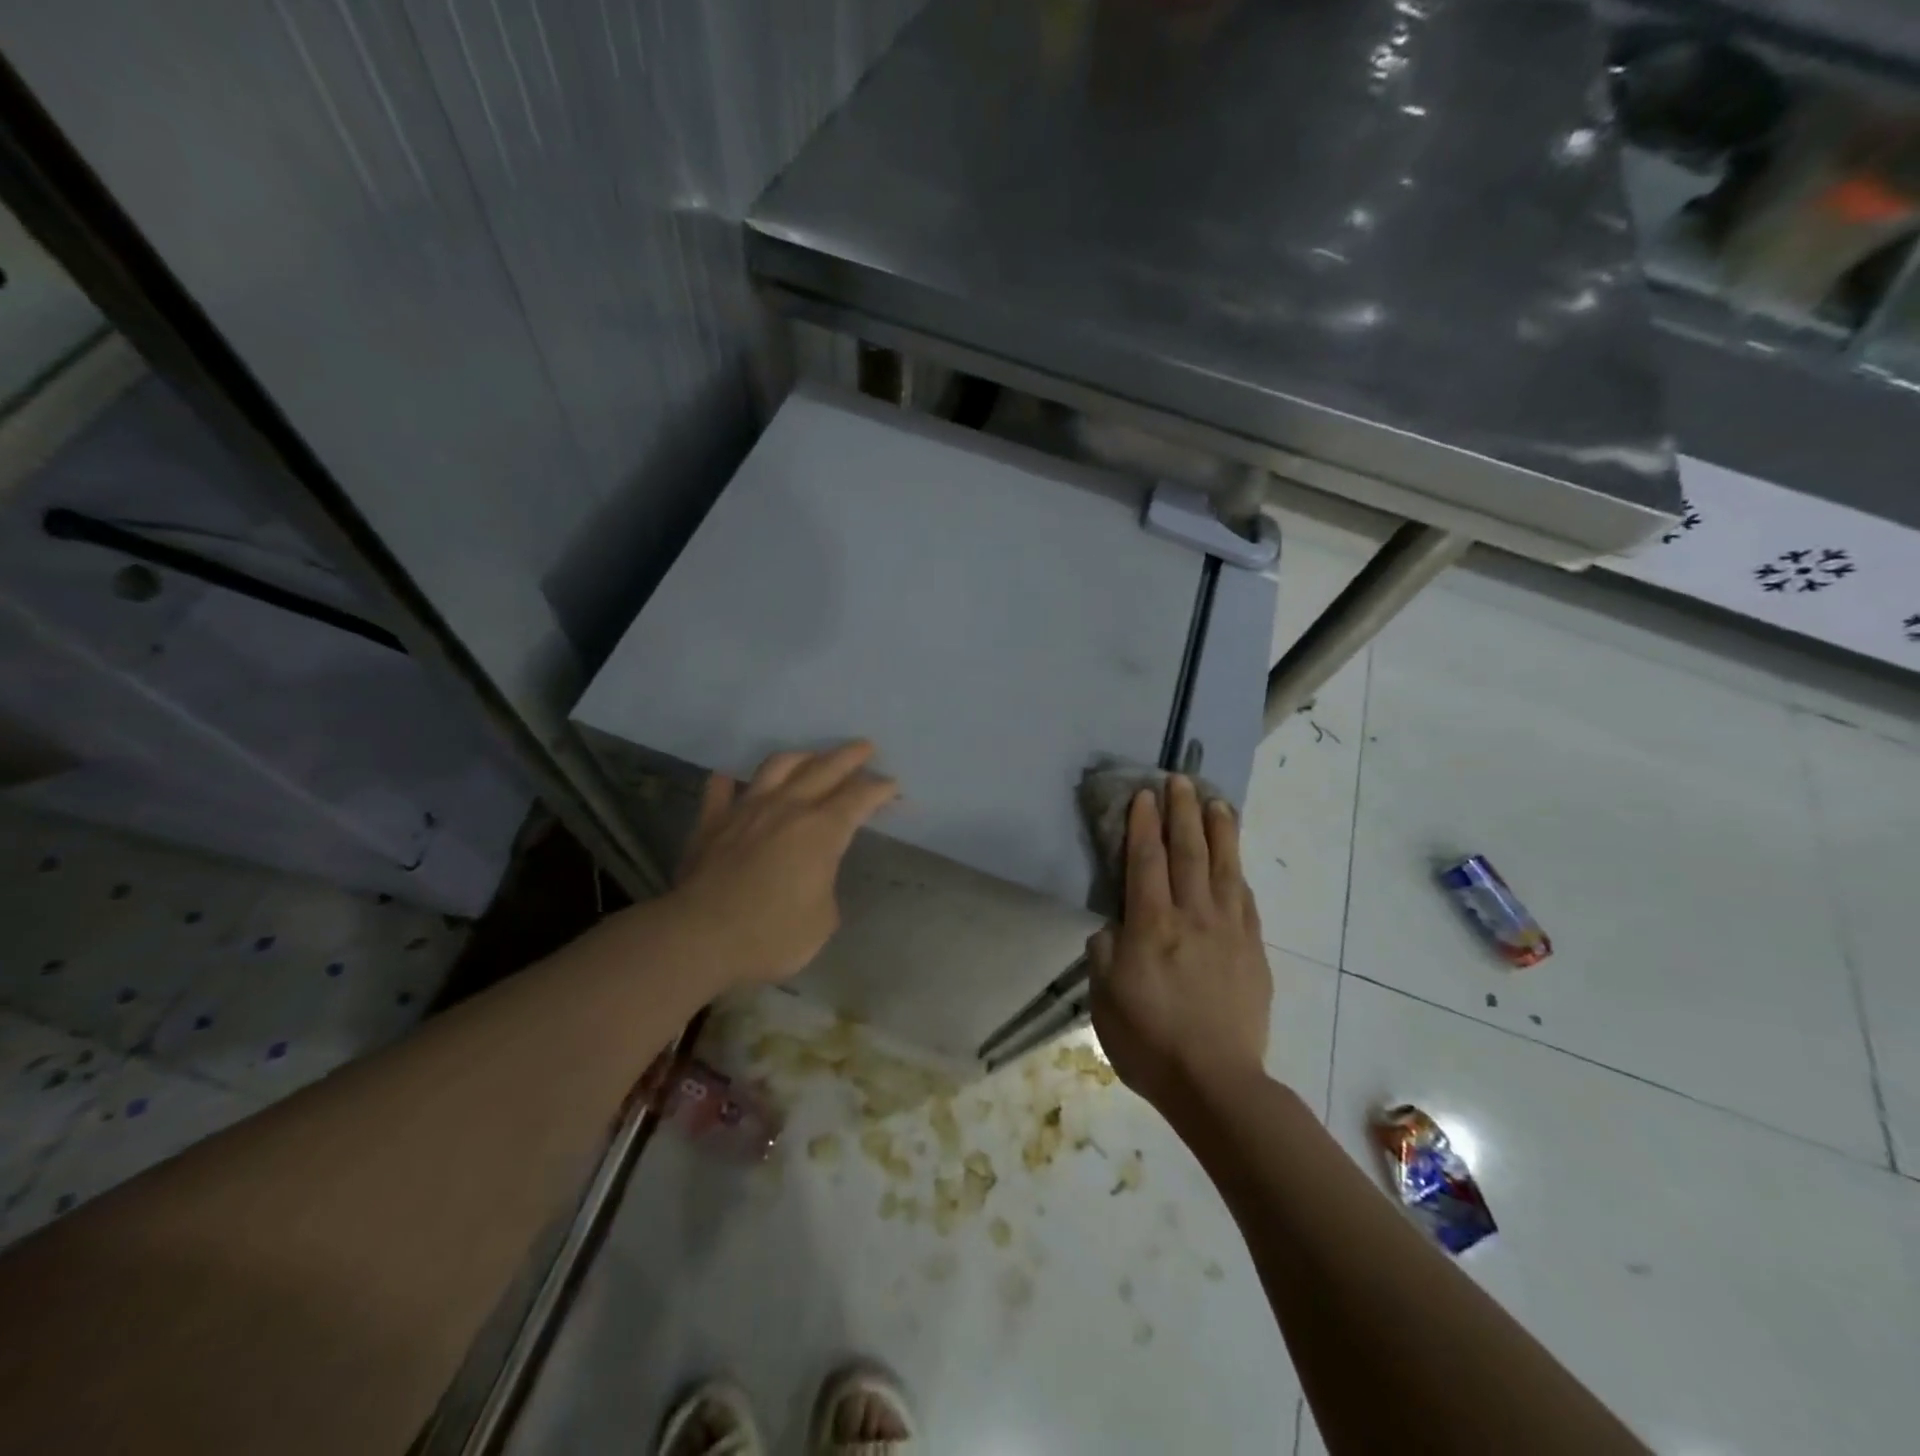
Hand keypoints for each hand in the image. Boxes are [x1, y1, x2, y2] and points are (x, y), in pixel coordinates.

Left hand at [671, 741, 897, 986]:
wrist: (699, 937)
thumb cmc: (772, 935)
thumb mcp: (822, 921)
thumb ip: (824, 887)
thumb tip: (813, 877)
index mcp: (821, 831)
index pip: (859, 798)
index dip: (879, 789)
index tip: (892, 785)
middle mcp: (787, 809)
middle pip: (824, 769)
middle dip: (849, 756)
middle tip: (865, 747)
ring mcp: (746, 811)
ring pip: (777, 767)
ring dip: (800, 757)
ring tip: (811, 756)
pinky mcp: (711, 823)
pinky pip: (720, 792)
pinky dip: (729, 782)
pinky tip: (731, 778)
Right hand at [1087, 776, 1272, 1113]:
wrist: (1216, 1082)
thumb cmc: (1149, 1042)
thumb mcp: (1104, 999)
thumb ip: (1105, 952)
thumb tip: (1114, 926)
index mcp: (1151, 926)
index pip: (1146, 861)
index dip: (1143, 824)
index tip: (1144, 794)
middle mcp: (1192, 917)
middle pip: (1188, 852)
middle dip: (1182, 812)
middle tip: (1180, 780)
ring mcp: (1229, 931)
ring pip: (1224, 867)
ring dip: (1219, 830)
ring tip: (1216, 801)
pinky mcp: (1253, 951)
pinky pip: (1245, 900)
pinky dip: (1237, 872)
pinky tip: (1235, 859)